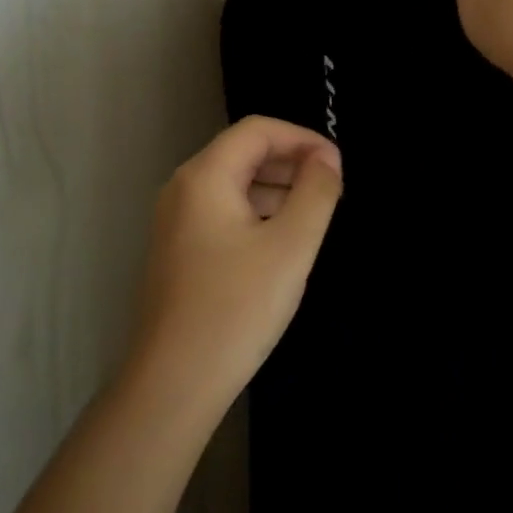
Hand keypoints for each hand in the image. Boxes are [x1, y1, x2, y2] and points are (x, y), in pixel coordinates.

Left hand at [127, 116, 342, 420]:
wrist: (174, 382)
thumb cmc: (236, 307)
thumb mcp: (290, 246)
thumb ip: (316, 193)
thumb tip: (327, 160)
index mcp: (205, 176)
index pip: (258, 130)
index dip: (303, 139)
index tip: (338, 166)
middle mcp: (183, 188)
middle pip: (243, 153)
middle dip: (291, 163)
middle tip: (331, 191)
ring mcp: (176, 221)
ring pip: (234, 184)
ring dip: (276, 190)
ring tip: (313, 218)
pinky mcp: (179, 250)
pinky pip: (223, 213)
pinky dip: (257, 214)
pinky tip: (281, 244)